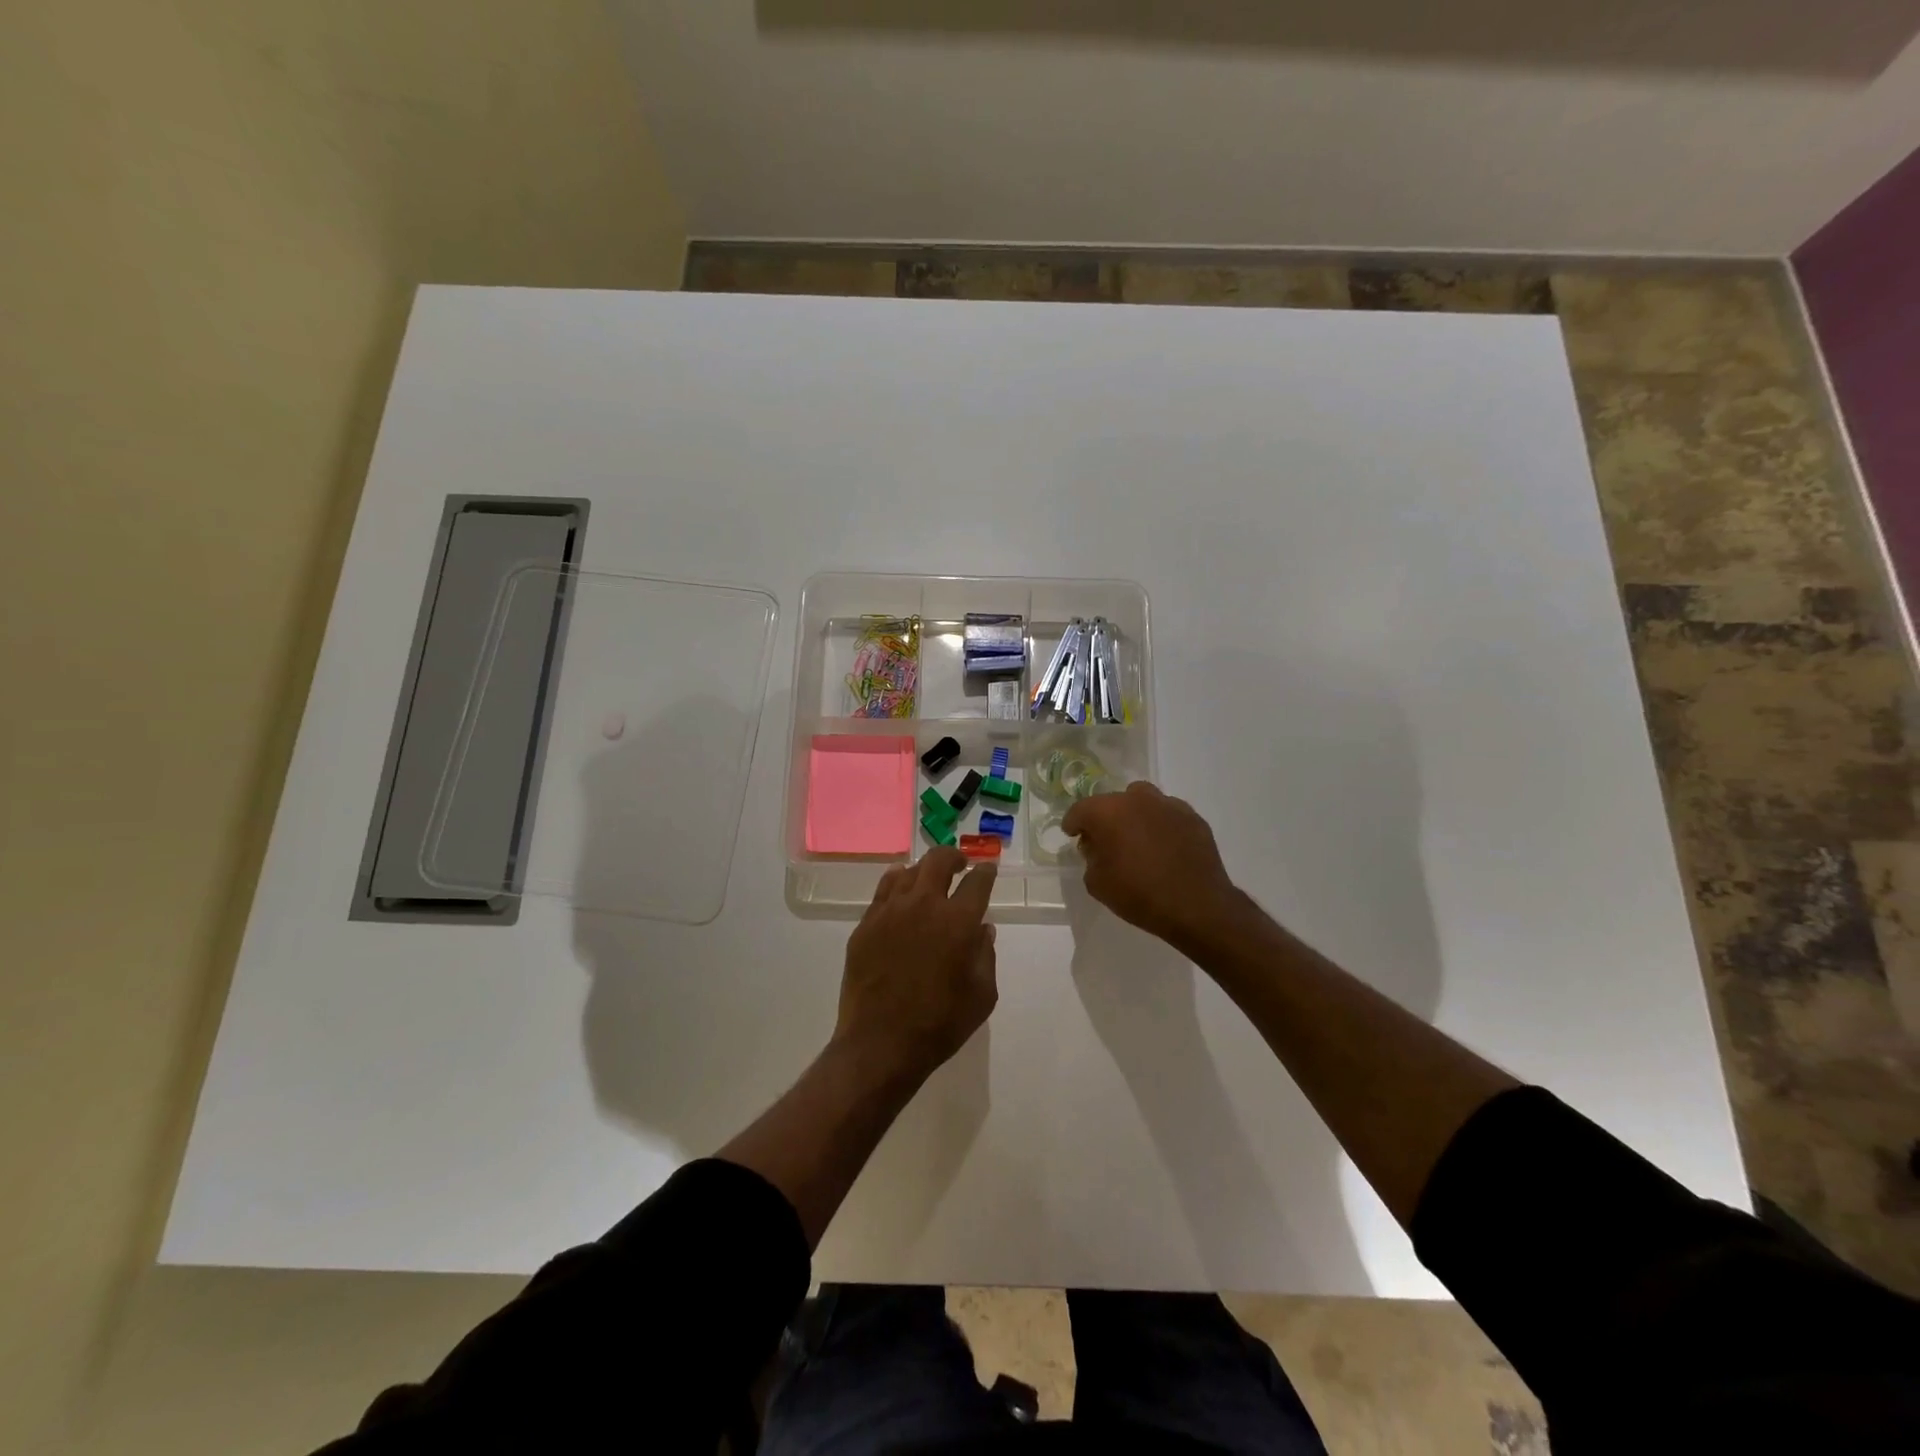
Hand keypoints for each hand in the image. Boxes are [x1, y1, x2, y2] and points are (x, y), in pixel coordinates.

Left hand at [834, 847, 998, 1085]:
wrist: (881, 1044)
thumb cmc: (940, 1024)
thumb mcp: (982, 996)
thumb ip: (985, 956)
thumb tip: (982, 930)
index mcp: (958, 921)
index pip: (977, 882)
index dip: (985, 872)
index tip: (987, 869)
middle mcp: (924, 905)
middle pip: (938, 861)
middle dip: (953, 857)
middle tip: (959, 865)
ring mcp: (890, 912)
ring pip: (908, 872)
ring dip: (924, 870)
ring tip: (929, 880)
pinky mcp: (866, 924)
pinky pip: (883, 891)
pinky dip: (896, 883)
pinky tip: (900, 890)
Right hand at [1063, 781, 1242, 949]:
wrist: (1196, 906)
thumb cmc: (1139, 895)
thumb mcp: (1097, 884)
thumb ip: (1090, 858)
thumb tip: (1096, 846)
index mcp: (1108, 811)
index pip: (1081, 810)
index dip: (1073, 823)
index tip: (1073, 835)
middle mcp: (1137, 799)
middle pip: (1112, 801)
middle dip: (1105, 818)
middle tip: (1105, 841)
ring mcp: (1168, 805)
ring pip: (1143, 801)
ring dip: (1134, 815)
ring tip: (1137, 839)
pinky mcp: (1193, 817)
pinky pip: (1168, 814)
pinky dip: (1161, 825)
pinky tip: (1164, 847)